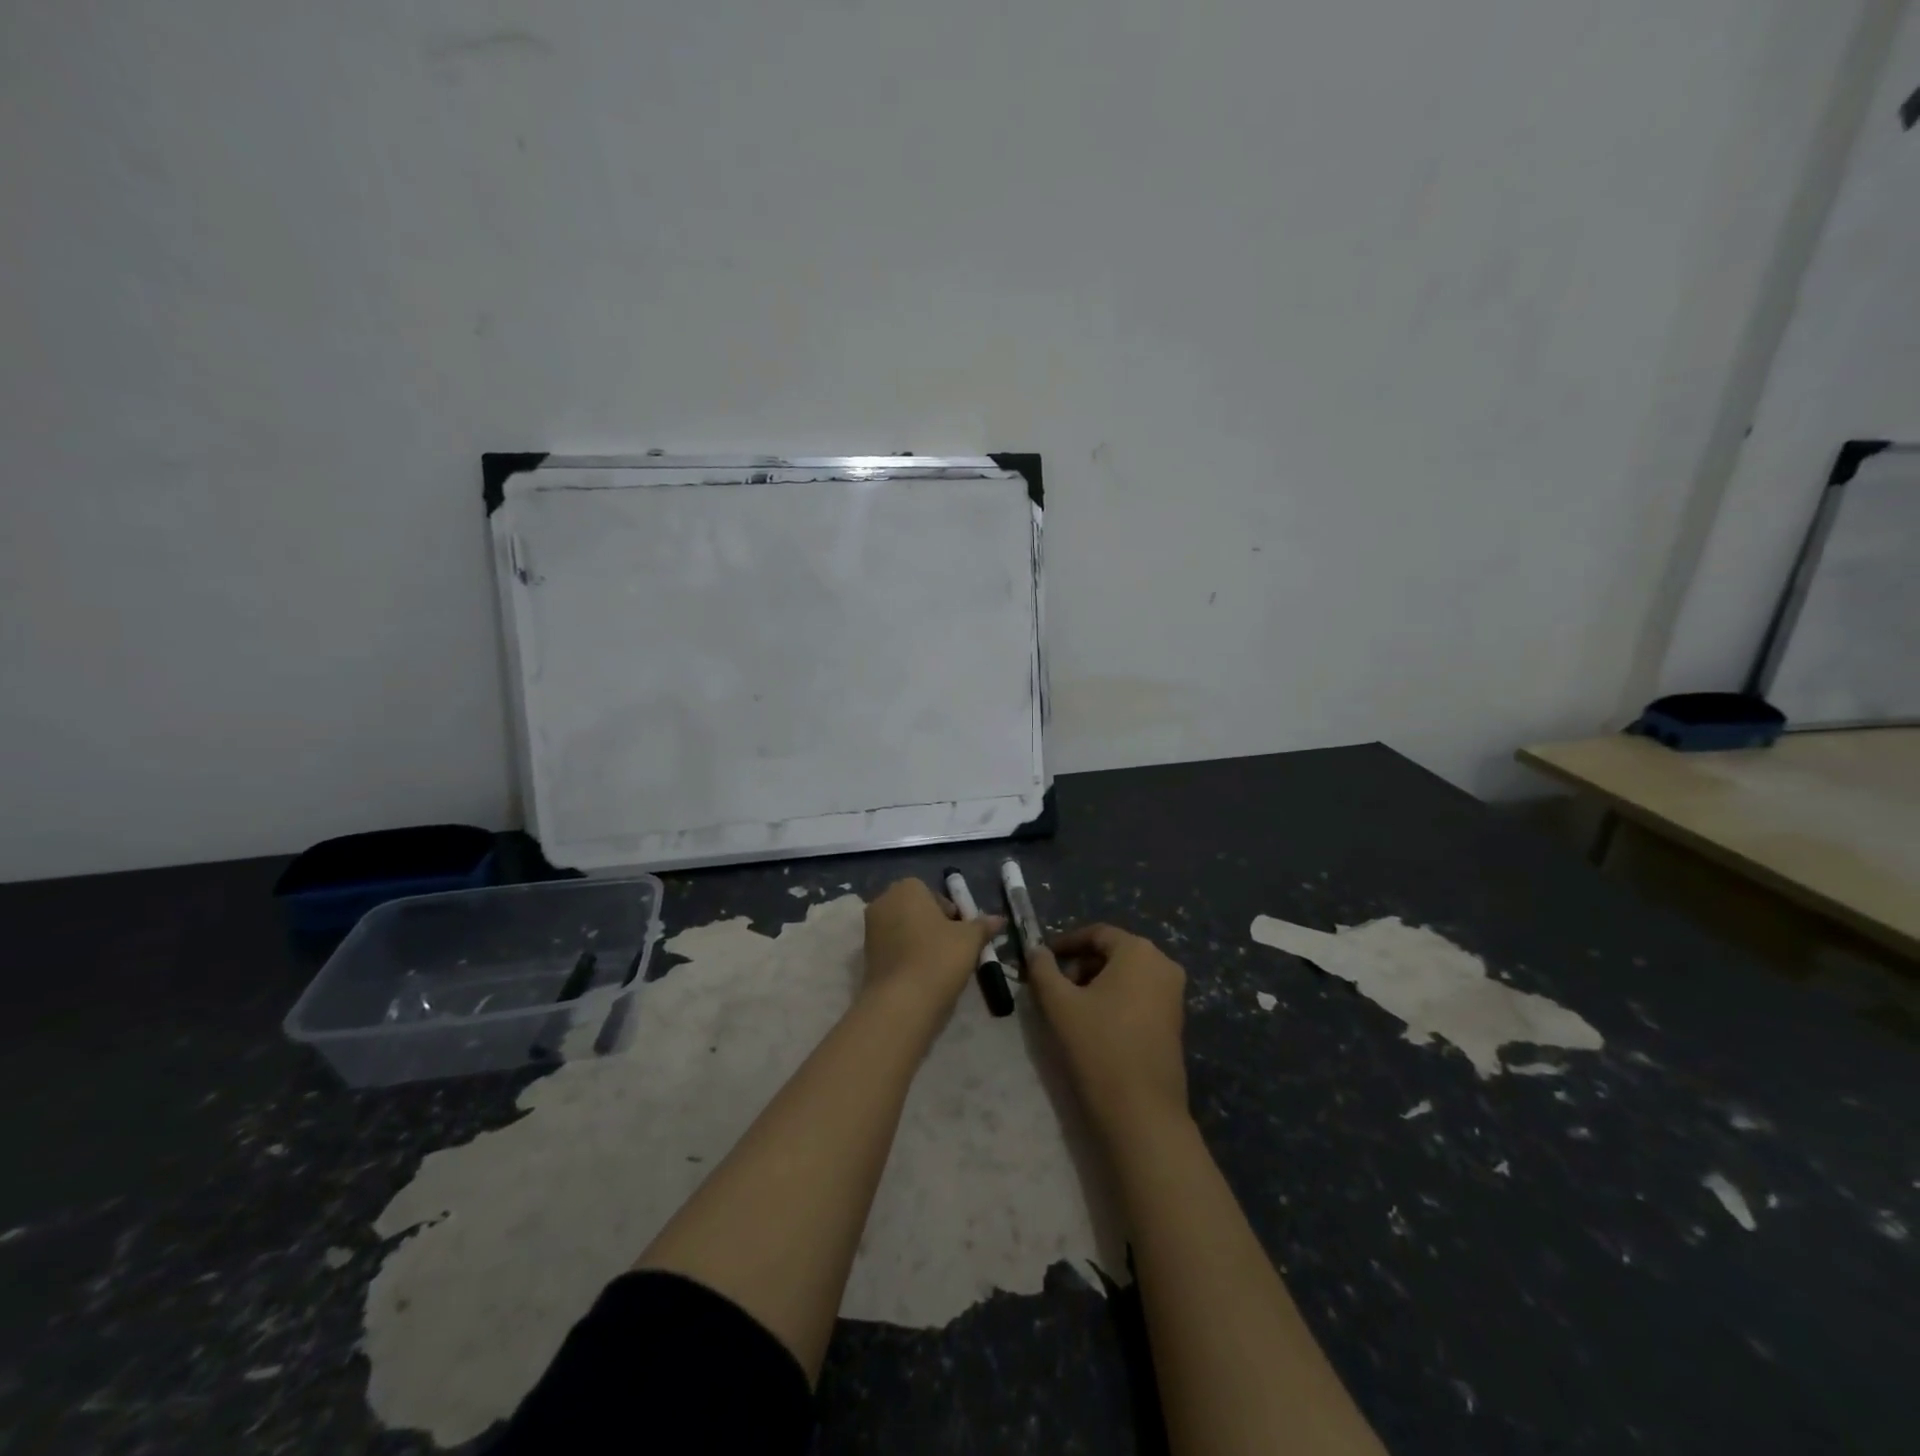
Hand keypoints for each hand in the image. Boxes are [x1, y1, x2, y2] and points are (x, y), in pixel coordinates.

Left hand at [862, 878, 1003, 1016]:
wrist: (901, 1003)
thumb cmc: (938, 958)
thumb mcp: (970, 939)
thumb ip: (983, 925)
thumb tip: (999, 919)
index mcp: (906, 888)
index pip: (933, 893)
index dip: (951, 913)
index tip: (962, 934)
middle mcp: (884, 902)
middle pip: (916, 910)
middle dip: (934, 926)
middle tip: (953, 949)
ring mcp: (870, 929)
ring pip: (904, 930)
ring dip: (920, 942)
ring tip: (940, 965)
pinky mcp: (866, 956)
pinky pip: (893, 949)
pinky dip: (907, 957)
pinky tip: (922, 976)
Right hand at [1026, 923, 1188, 1138]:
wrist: (1142, 1111)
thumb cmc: (1098, 1045)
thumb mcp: (1059, 1003)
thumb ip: (1042, 969)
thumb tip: (1035, 949)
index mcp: (1138, 951)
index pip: (1097, 934)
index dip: (1066, 943)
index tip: (1042, 959)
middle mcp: (1163, 964)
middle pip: (1113, 953)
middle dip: (1081, 965)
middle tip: (1055, 988)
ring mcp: (1174, 994)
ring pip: (1127, 975)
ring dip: (1096, 984)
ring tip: (1071, 1009)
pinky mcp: (1175, 1021)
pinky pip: (1140, 995)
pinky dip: (1115, 1000)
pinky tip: (1095, 1025)